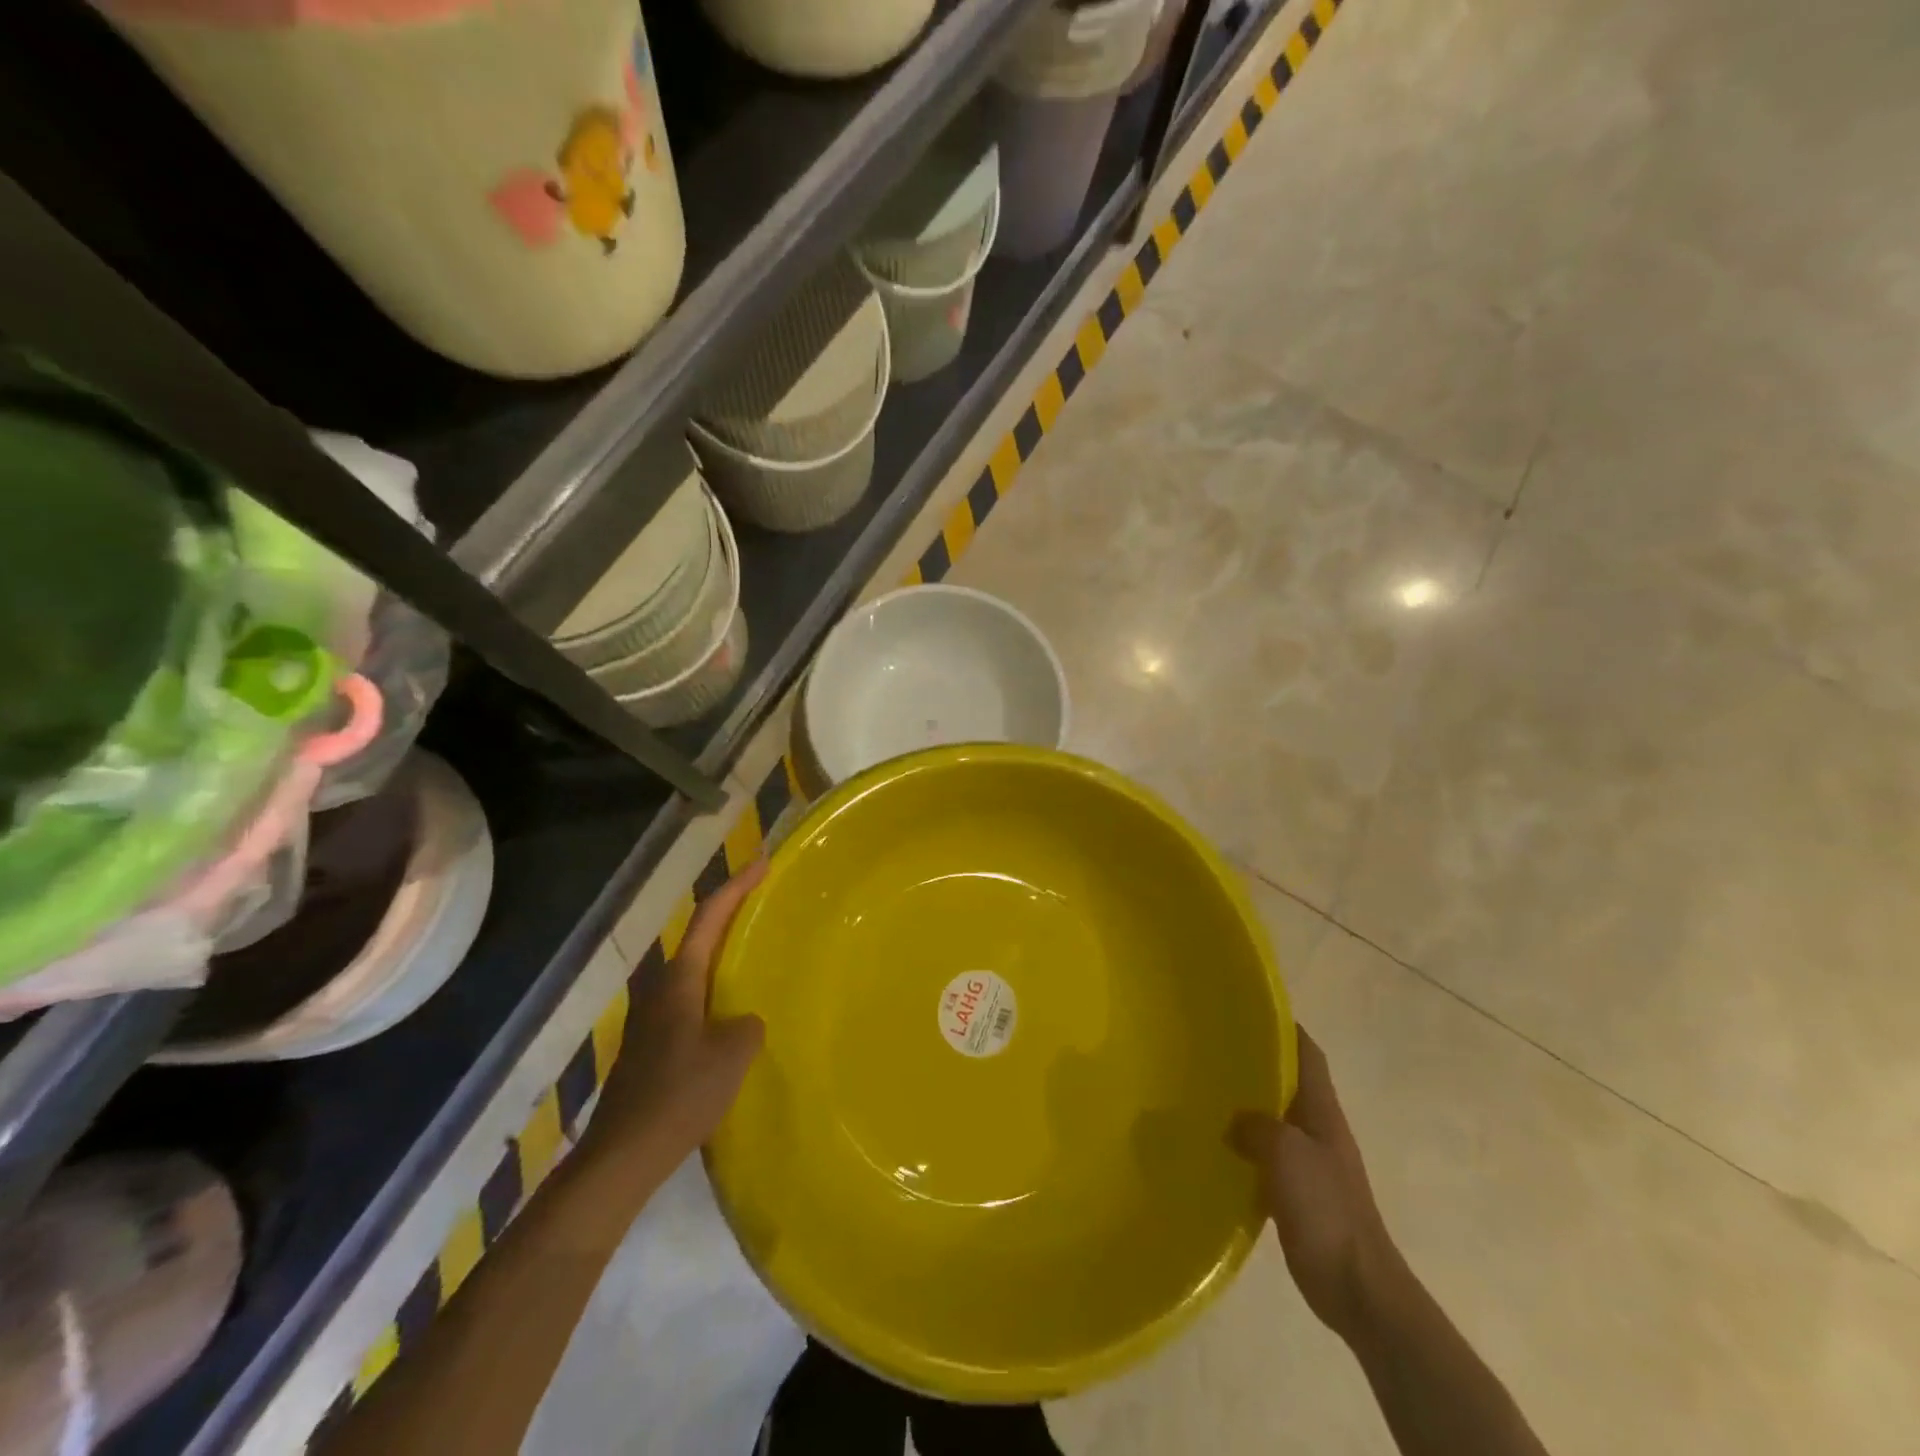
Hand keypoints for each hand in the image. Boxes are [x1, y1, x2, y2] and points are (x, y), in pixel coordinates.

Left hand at [596, 861, 767, 1165]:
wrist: (622, 1157)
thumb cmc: (680, 1095)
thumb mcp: (732, 1055)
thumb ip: (747, 1024)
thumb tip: (743, 1022)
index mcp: (678, 981)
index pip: (709, 918)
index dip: (736, 887)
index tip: (762, 862)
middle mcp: (660, 990)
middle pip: (699, 938)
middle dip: (730, 914)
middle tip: (763, 901)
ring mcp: (652, 1019)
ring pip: (693, 971)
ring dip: (721, 954)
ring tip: (754, 953)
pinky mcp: (652, 1046)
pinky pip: (690, 1000)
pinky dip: (713, 989)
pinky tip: (731, 1012)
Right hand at [1231, 1027, 1395, 1338]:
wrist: (1358, 1288)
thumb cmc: (1326, 1210)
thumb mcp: (1286, 1153)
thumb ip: (1256, 1126)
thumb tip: (1234, 1122)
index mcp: (1322, 1111)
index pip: (1307, 1054)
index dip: (1285, 1028)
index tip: (1248, 1010)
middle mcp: (1319, 1129)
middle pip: (1289, 1083)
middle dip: (1258, 1064)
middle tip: (1213, 1050)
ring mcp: (1312, 1163)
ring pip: (1276, 1119)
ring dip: (1248, 1107)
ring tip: (1206, 1095)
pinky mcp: (1300, 1195)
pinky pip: (1268, 1156)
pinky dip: (1246, 1146)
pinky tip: (1217, 1150)